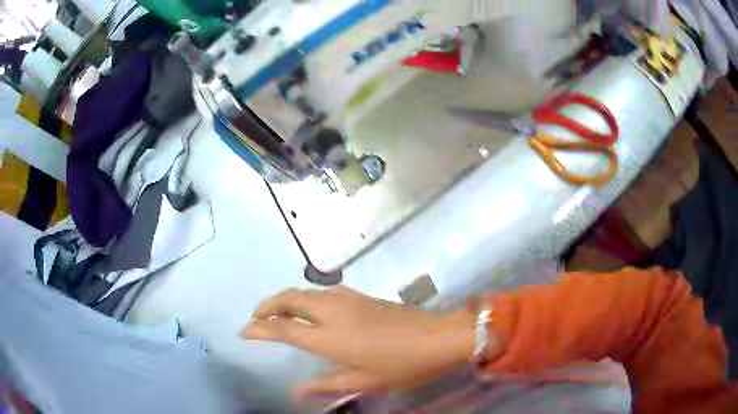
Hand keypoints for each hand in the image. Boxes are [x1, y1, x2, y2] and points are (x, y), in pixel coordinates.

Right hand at [240, 286, 486, 397]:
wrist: (439, 336)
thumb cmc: (402, 365)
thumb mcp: (364, 381)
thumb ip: (326, 385)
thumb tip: (296, 392)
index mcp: (330, 337)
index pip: (284, 328)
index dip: (260, 328)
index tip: (243, 330)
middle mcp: (333, 312)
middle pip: (290, 299)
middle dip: (268, 305)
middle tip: (256, 316)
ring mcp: (349, 300)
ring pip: (306, 292)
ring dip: (286, 298)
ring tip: (277, 311)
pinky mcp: (362, 296)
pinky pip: (323, 292)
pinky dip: (305, 297)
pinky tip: (310, 308)